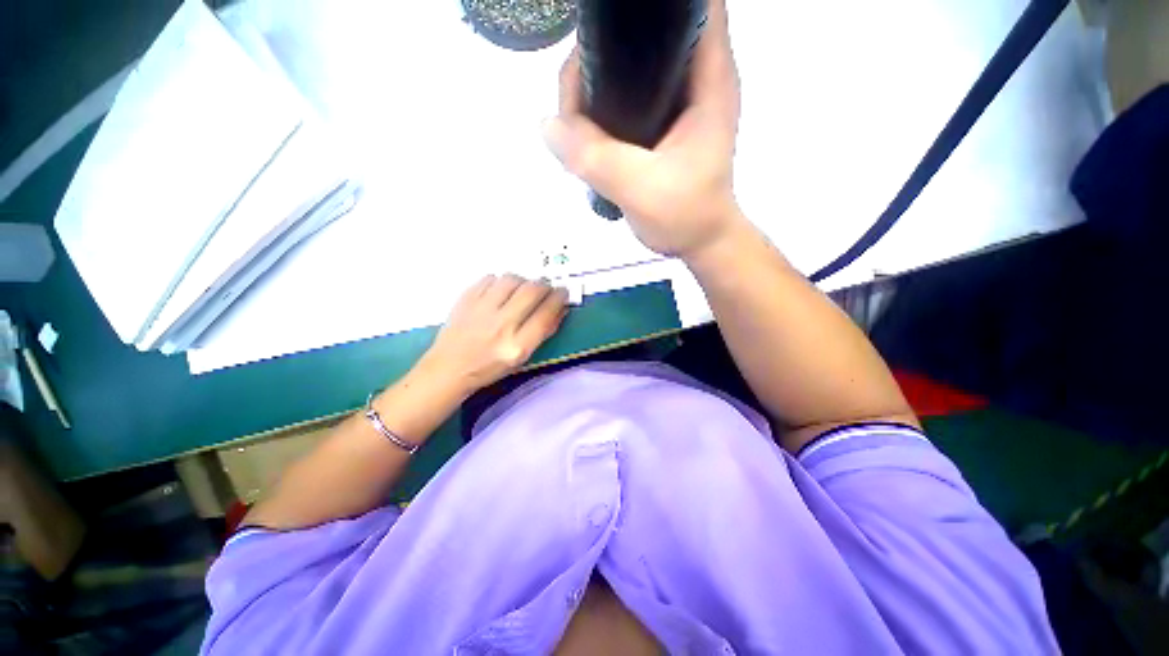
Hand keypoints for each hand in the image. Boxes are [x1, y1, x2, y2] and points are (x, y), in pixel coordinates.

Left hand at [419, 274, 568, 393]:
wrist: (449, 368)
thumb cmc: (489, 368)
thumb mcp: (522, 358)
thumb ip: (543, 332)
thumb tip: (560, 308)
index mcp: (517, 346)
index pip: (546, 313)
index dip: (559, 298)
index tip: (562, 293)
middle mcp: (501, 326)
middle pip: (532, 291)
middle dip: (545, 285)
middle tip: (546, 287)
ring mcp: (481, 310)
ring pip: (512, 279)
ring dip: (524, 281)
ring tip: (523, 288)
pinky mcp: (466, 299)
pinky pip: (490, 278)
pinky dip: (501, 281)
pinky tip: (501, 290)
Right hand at [542, 0, 742, 260]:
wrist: (698, 242)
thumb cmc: (685, 216)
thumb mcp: (641, 187)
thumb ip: (597, 157)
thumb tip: (548, 125)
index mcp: (707, 78)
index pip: (686, 7)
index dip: (645, 9)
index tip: (601, 27)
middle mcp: (693, 78)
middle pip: (642, 35)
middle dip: (600, 52)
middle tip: (573, 96)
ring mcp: (674, 101)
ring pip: (627, 67)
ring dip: (595, 83)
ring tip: (574, 121)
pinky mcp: (658, 124)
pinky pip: (622, 98)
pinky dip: (600, 107)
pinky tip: (585, 131)